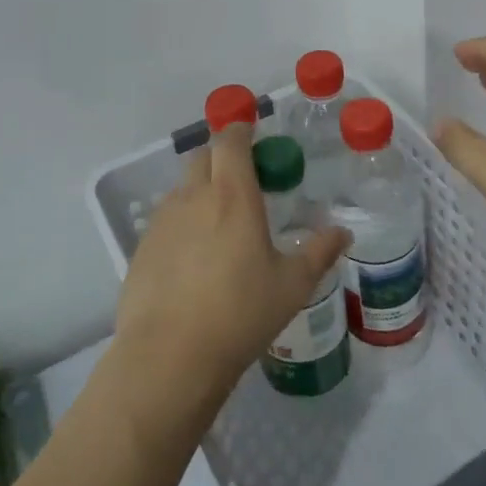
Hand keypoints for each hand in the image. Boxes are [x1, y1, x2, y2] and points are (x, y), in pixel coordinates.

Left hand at [113, 121, 350, 430]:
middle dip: (222, 157)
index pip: (230, 141)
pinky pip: (166, 218)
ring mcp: (163, 221)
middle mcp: (194, 197)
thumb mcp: (292, 286)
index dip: (240, 129)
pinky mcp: (142, 246)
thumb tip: (343, 232)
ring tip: (220, 222)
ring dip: (201, 190)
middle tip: (244, 179)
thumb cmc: (241, 314)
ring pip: (183, 188)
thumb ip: (319, 252)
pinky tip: (194, 256)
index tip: (252, 132)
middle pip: (203, 157)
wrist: (170, 357)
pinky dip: (183, 221)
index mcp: (233, 195)